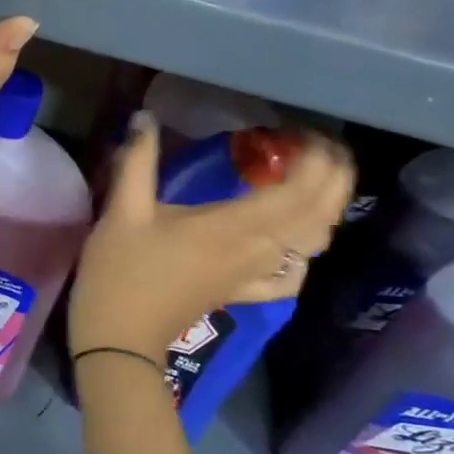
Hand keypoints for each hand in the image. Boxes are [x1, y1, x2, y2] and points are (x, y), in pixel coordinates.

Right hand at [68, 113, 354, 362]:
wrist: (118, 337)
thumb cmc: (120, 271)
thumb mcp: (123, 210)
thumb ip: (138, 159)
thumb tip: (144, 116)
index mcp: (233, 227)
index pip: (298, 191)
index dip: (316, 160)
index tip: (306, 131)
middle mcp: (257, 251)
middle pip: (318, 215)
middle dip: (334, 178)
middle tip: (323, 146)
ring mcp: (253, 276)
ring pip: (311, 243)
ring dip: (326, 208)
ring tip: (317, 178)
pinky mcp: (243, 293)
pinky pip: (290, 275)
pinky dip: (303, 254)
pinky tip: (292, 243)